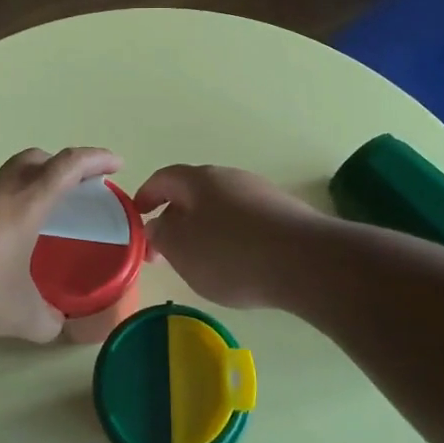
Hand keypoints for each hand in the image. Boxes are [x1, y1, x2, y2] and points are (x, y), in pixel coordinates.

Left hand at [0, 147, 122, 342]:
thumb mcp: (16, 315)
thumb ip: (45, 321)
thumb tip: (56, 325)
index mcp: (23, 205)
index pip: (67, 167)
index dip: (95, 160)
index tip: (114, 162)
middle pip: (32, 159)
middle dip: (58, 166)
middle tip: (71, 188)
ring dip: (20, 191)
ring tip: (25, 228)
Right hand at [134, 165, 318, 310]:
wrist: (306, 261)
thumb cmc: (231, 253)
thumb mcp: (181, 248)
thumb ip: (161, 234)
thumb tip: (158, 224)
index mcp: (199, 179)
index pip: (164, 178)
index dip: (146, 196)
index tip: (137, 217)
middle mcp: (230, 177)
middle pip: (194, 192)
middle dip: (176, 218)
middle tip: (166, 249)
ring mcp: (261, 193)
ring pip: (222, 208)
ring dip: (206, 229)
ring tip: (202, 262)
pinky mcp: (285, 214)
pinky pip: (248, 222)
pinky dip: (234, 238)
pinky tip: (239, 265)